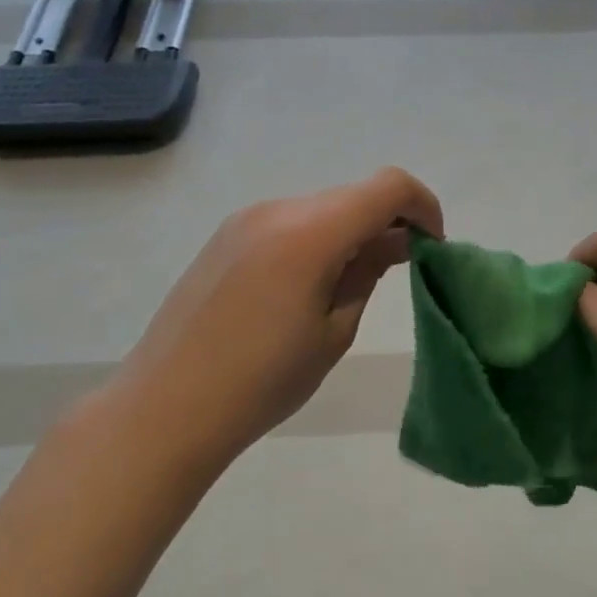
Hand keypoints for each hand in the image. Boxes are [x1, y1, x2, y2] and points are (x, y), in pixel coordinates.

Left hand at [123, 167, 443, 462]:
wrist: (163, 409)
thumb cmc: (261, 382)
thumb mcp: (334, 332)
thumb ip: (368, 273)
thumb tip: (393, 243)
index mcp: (310, 232)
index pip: (388, 187)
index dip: (422, 206)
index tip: (432, 246)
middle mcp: (278, 209)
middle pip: (354, 195)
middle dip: (387, 222)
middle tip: (400, 268)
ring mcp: (247, 218)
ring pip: (322, 207)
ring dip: (350, 230)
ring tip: (350, 283)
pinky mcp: (226, 235)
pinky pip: (290, 221)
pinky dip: (317, 237)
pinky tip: (307, 284)